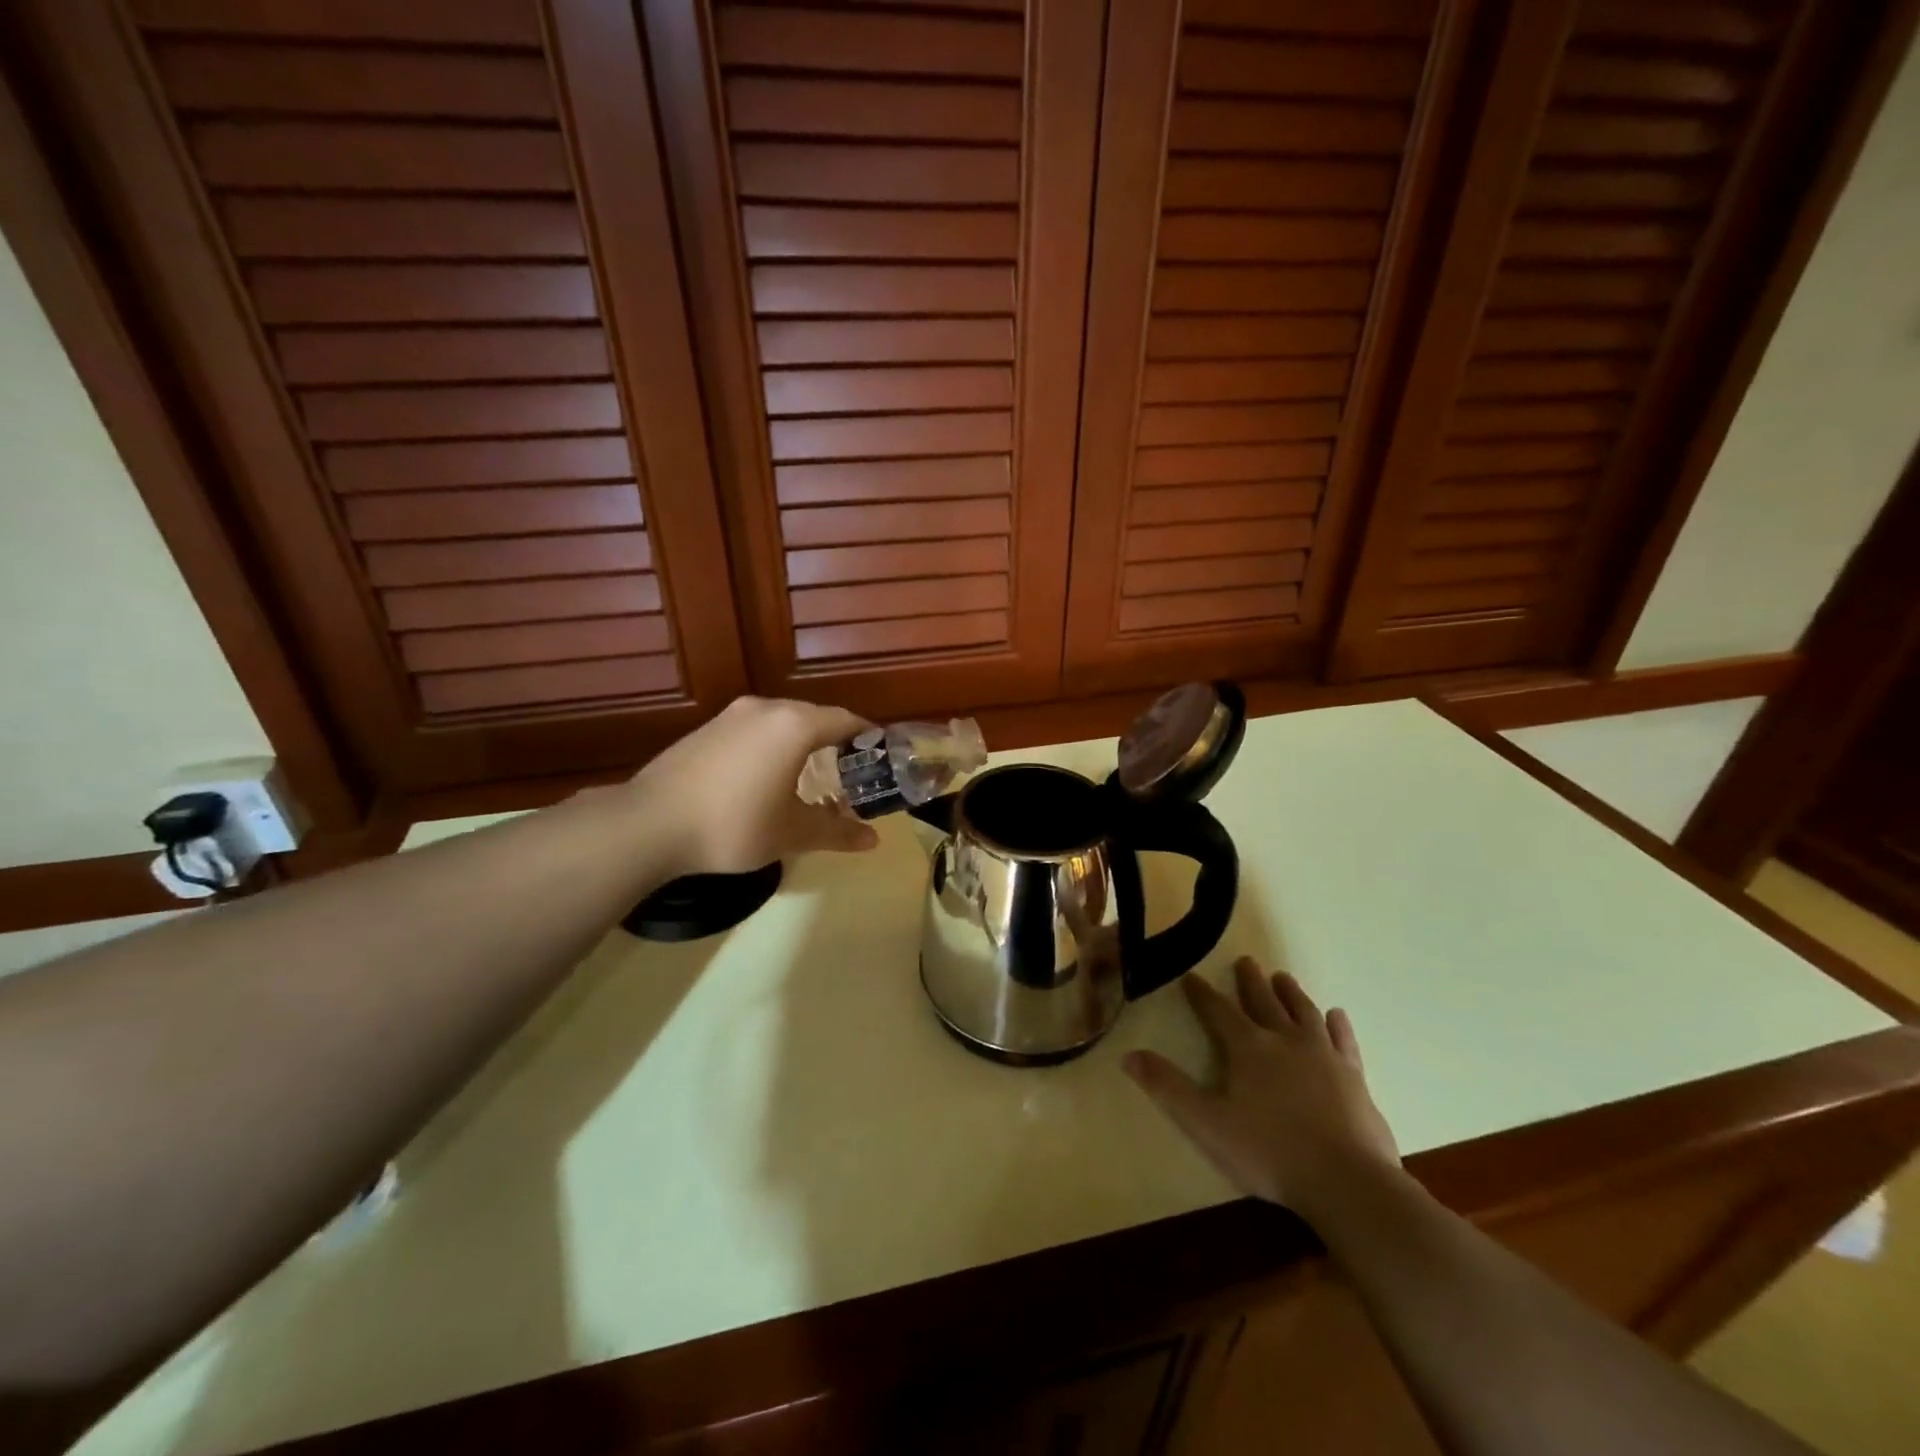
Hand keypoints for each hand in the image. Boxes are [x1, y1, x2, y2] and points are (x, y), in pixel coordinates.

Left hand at [631, 696, 879, 876]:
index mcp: (794, 726)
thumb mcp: (791, 833)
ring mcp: (731, 716)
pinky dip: (771, 746)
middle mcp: (765, 709)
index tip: (880, 758)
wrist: (649, 824)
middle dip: (836, 741)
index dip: (867, 738)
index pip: (845, 721)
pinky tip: (765, 776)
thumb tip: (873, 841)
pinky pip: (754, 730)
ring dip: (801, 743)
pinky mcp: (706, 729)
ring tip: (810, 775)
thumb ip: (836, 832)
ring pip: (781, 722)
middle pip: (814, 717)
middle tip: (850, 772)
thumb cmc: (734, 824)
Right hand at [1125, 957, 1400, 1221]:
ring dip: (1290, 993)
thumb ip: (1168, 1088)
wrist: (1348, 1182)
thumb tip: (1129, 1056)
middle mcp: (1285, 1040)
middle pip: (1263, 1002)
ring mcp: (1323, 1056)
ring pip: (1303, 1012)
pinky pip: (1343, 1040)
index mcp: (1248, 1047)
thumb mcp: (1207, 1124)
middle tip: (1245, 961)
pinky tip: (1336, 1015)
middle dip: (1250, 982)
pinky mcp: (1354, 1076)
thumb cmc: (1270, 1153)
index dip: (1202, 993)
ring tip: (1282, 977)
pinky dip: (1337, 1025)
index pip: (1218, 1011)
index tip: (1191, 976)